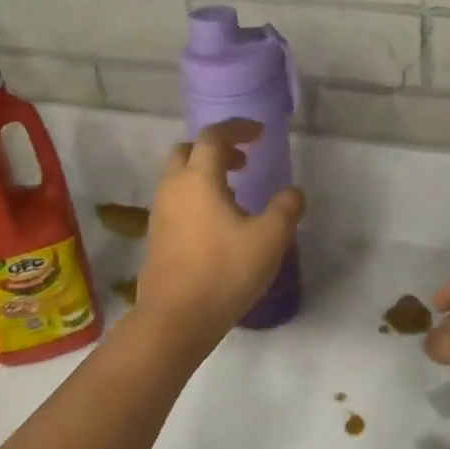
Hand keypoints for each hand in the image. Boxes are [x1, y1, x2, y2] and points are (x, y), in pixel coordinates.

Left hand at [134, 120, 304, 341]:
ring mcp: (160, 213)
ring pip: (179, 177)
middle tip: (243, 162)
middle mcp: (173, 188)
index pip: (214, 137)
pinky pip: (176, 201)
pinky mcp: (156, 237)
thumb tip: (292, 193)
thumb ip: (285, 209)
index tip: (260, 134)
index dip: (238, 129)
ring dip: (205, 174)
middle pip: (188, 151)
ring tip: (236, 193)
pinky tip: (219, 223)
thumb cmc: (224, 271)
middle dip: (216, 149)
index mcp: (199, 179)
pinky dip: (197, 196)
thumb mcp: (269, 239)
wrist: (175, 319)